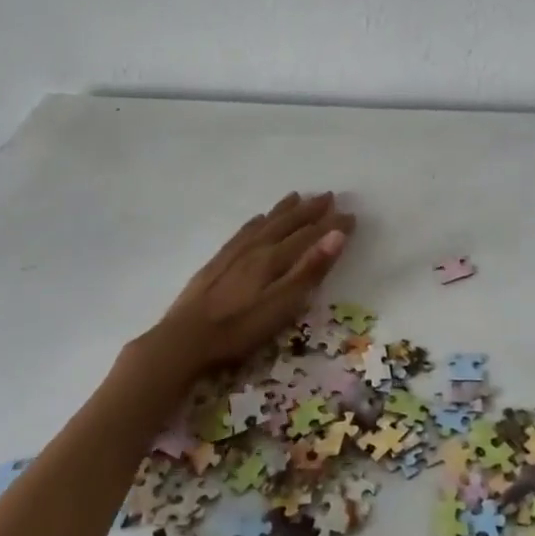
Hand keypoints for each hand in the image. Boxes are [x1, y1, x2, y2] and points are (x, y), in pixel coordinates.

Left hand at [145, 192, 354, 379]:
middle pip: (287, 224)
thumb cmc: (238, 329)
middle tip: (328, 196)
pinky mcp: (217, 262)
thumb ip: (309, 271)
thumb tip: (336, 235)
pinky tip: (257, 219)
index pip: (309, 236)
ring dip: (284, 210)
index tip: (351, 215)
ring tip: (297, 196)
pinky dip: (256, 222)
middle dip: (309, 211)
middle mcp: (255, 248)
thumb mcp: (281, 306)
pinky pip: (243, 232)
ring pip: (265, 224)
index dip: (331, 226)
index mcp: (273, 259)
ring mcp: (234, 254)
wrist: (183, 339)